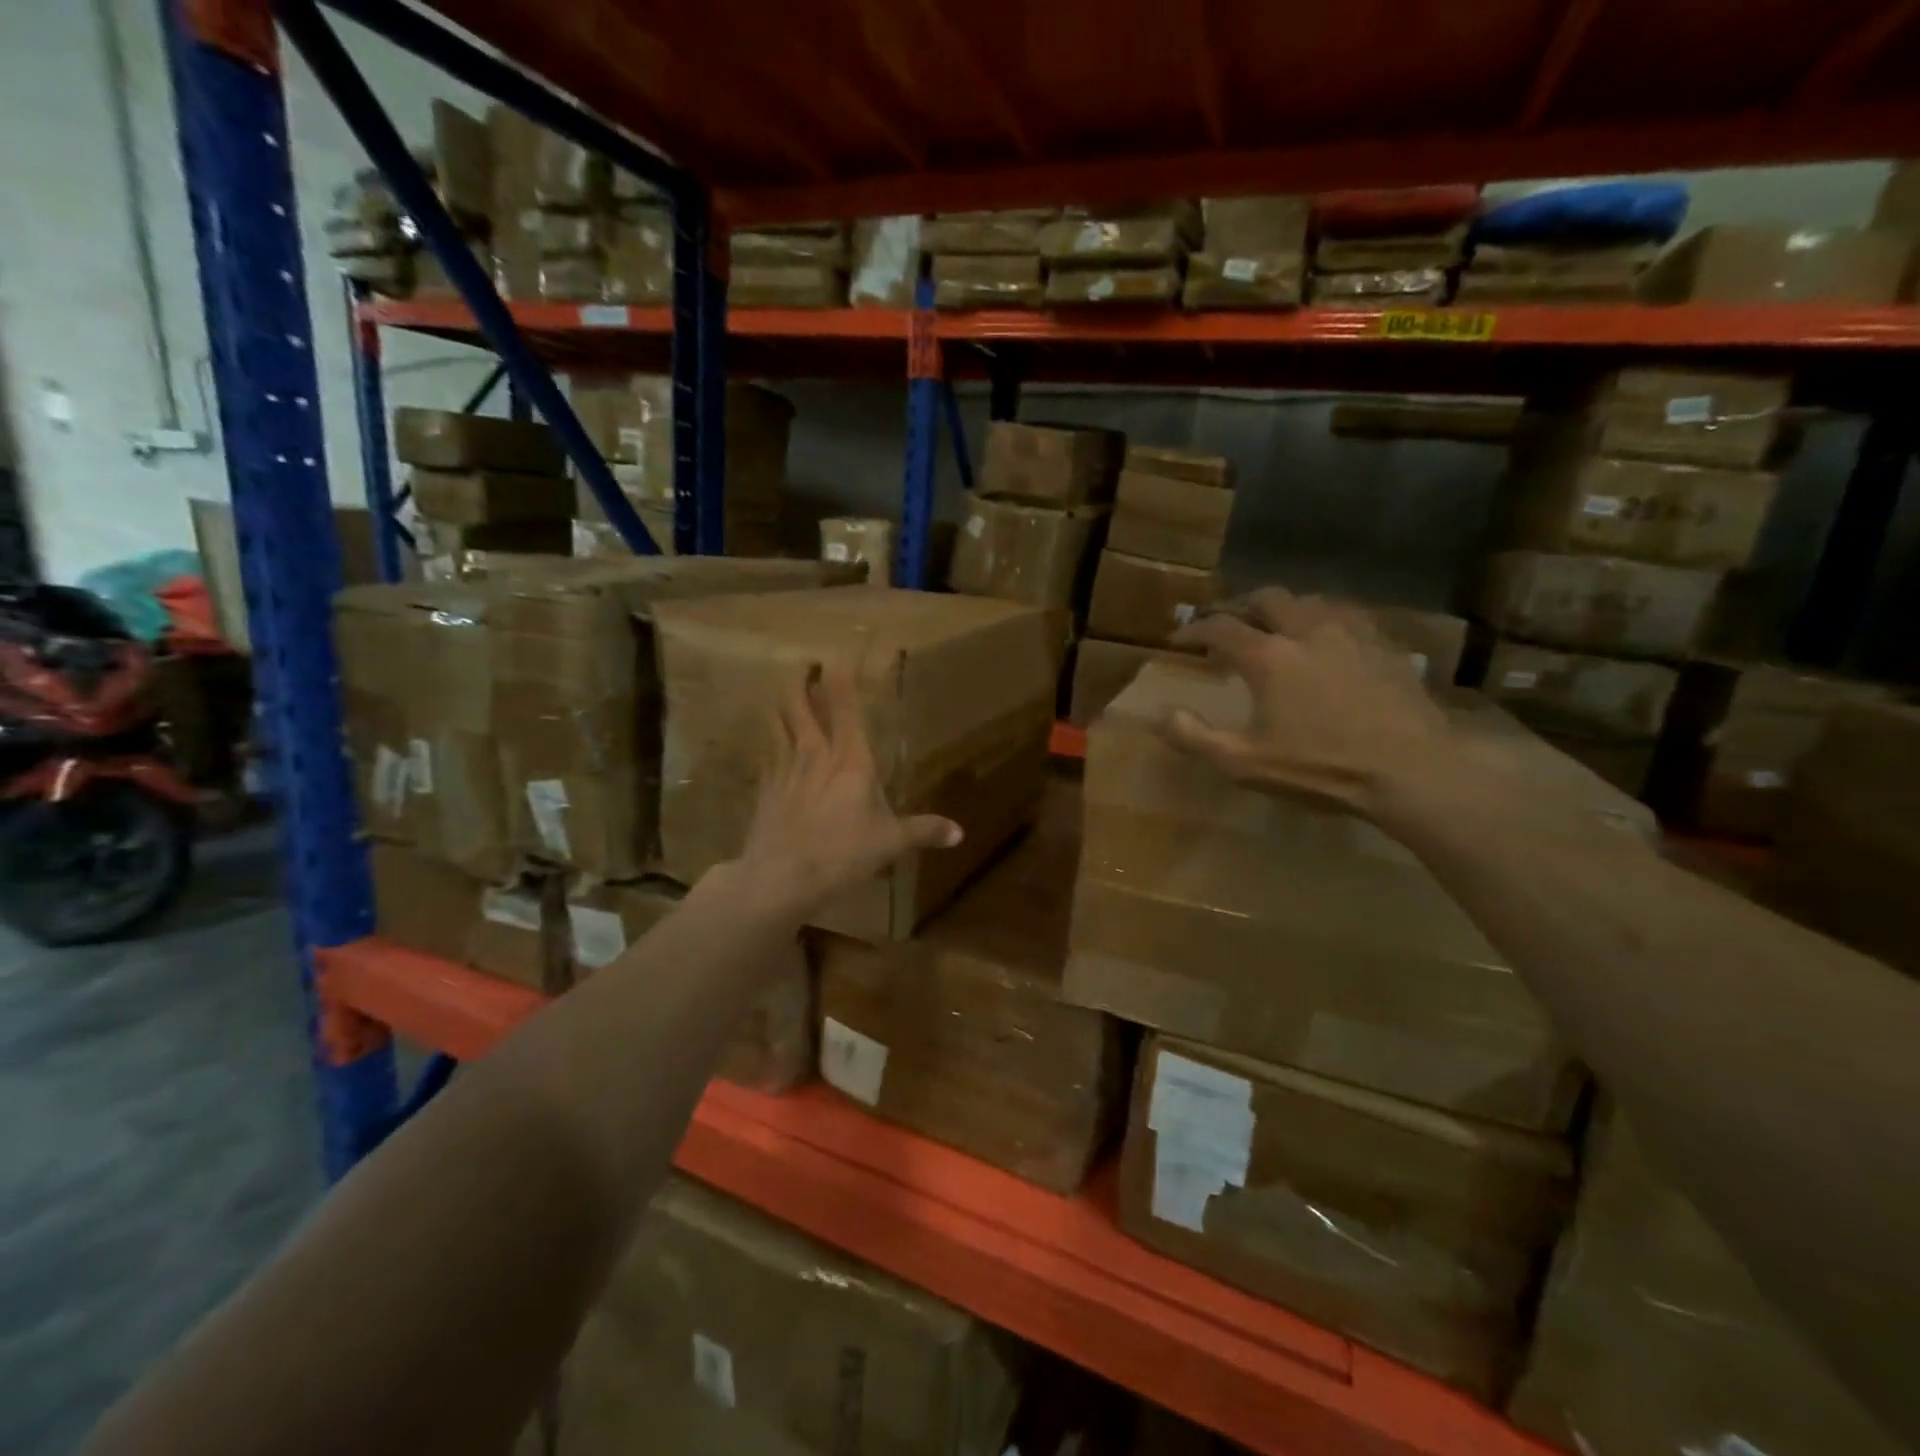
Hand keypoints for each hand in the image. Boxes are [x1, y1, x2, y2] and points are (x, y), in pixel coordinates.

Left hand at [735, 665, 961, 914]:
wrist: (780, 878)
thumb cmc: (842, 853)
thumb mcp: (890, 843)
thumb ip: (924, 831)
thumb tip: (959, 833)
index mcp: (850, 757)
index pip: (844, 701)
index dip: (841, 670)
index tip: (841, 650)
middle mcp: (814, 751)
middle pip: (797, 700)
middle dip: (801, 676)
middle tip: (808, 664)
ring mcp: (784, 766)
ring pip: (776, 719)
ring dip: (780, 701)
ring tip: (786, 692)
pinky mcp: (765, 787)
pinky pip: (766, 750)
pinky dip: (770, 738)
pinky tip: (774, 742)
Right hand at [1162, 588, 1452, 816]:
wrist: (1411, 771)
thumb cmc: (1320, 768)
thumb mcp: (1244, 763)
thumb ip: (1195, 737)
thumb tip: (1158, 714)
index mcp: (1269, 656)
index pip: (1220, 627)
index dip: (1194, 629)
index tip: (1179, 639)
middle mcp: (1307, 630)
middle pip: (1267, 597)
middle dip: (1242, 606)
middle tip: (1230, 624)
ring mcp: (1352, 633)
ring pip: (1311, 600)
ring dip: (1286, 608)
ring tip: (1279, 627)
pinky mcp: (1386, 645)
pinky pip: (1349, 616)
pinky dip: (1327, 619)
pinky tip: (1331, 639)